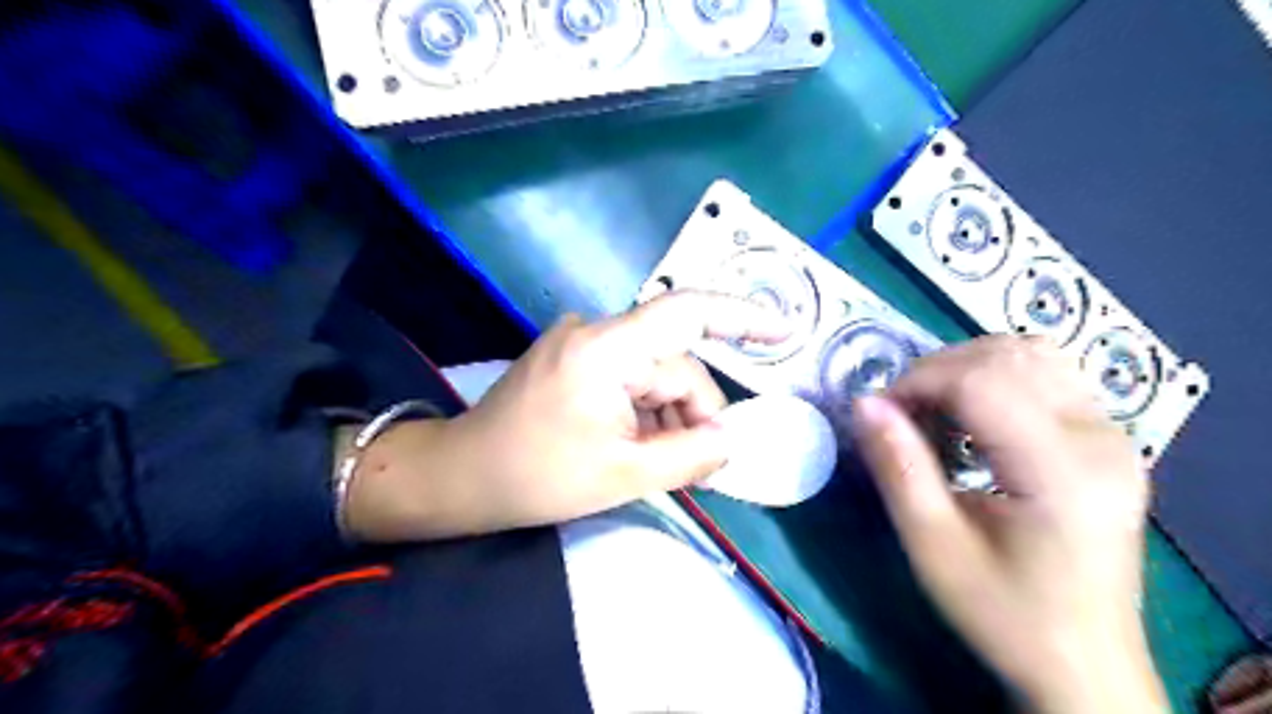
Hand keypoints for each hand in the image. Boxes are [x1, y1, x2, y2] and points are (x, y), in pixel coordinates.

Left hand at [344, 290, 791, 539]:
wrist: (461, 476)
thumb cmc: (535, 476)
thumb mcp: (622, 475)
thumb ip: (688, 456)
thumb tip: (730, 440)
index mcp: (606, 349)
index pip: (687, 313)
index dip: (741, 317)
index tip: (783, 330)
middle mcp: (596, 332)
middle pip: (673, 363)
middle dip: (692, 413)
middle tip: (700, 466)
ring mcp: (582, 343)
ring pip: (653, 374)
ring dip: (667, 416)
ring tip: (658, 463)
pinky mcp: (574, 359)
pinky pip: (629, 378)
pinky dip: (644, 411)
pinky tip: (636, 445)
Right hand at [849, 335, 1165, 713]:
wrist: (1085, 665)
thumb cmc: (1004, 614)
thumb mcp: (934, 547)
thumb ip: (898, 468)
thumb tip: (864, 402)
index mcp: (1061, 472)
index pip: (981, 381)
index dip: (918, 382)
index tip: (879, 413)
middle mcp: (1099, 439)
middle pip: (1008, 355)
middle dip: (938, 371)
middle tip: (903, 415)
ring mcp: (1113, 435)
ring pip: (1032, 353)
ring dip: (968, 368)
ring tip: (936, 412)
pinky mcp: (1109, 440)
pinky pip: (1049, 374)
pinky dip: (998, 377)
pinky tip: (974, 418)